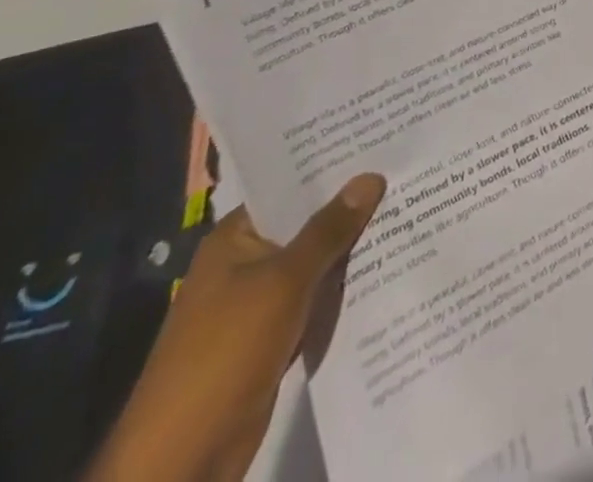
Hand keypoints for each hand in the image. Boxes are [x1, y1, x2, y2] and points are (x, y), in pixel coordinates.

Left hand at [86, 173, 385, 481]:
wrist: (181, 462)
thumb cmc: (224, 354)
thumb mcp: (283, 282)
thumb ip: (329, 230)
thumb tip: (370, 177)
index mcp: (235, 239)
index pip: (290, 186)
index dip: (333, 166)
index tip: (381, 142)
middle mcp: (246, 263)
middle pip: (308, 222)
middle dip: (353, 205)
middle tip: (407, 171)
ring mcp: (259, 302)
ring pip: (317, 260)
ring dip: (354, 246)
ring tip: (411, 208)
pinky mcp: (275, 335)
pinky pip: (318, 296)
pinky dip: (346, 284)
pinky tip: (389, 264)